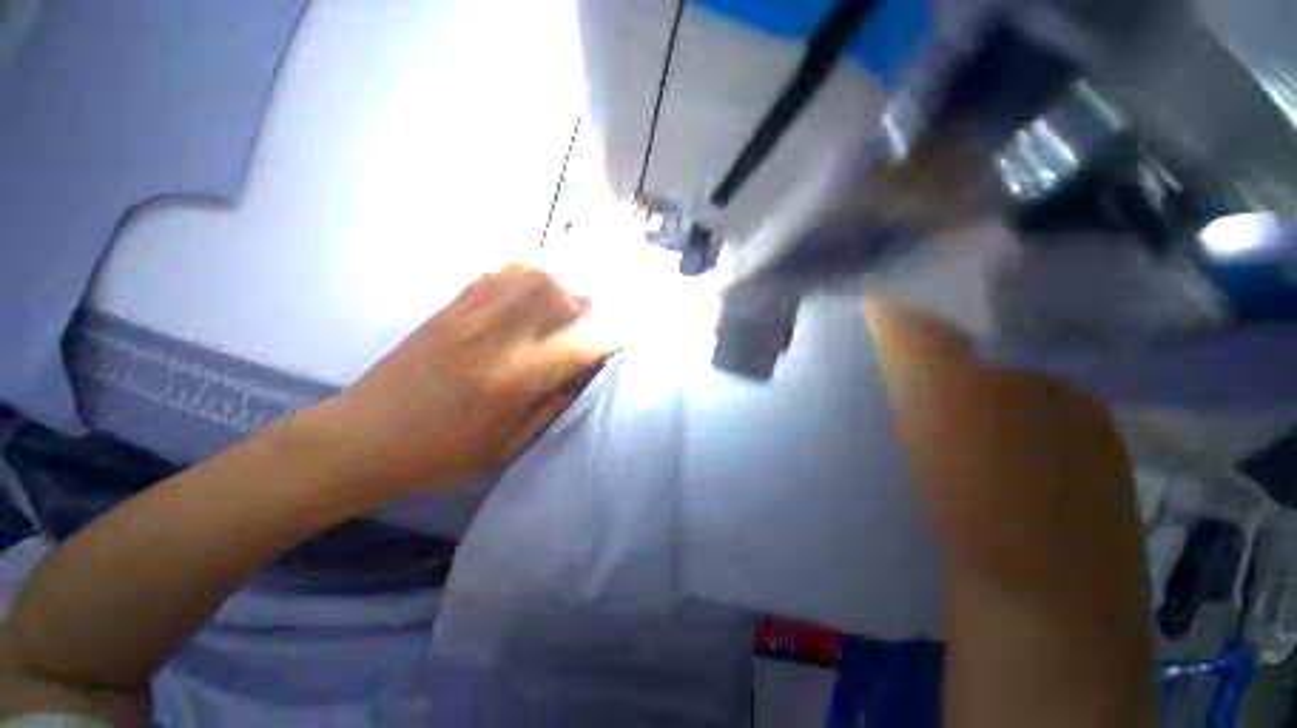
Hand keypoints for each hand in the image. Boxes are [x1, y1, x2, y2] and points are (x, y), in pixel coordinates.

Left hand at [307, 264, 612, 495]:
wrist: (360, 439)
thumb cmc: (438, 456)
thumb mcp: (504, 448)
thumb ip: (547, 409)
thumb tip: (574, 378)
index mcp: (515, 379)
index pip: (579, 346)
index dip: (608, 340)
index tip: (621, 339)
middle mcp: (498, 337)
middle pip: (556, 294)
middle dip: (585, 300)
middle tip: (595, 313)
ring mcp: (470, 316)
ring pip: (527, 275)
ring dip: (557, 282)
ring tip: (566, 298)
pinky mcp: (448, 309)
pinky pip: (493, 274)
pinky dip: (522, 272)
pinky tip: (530, 285)